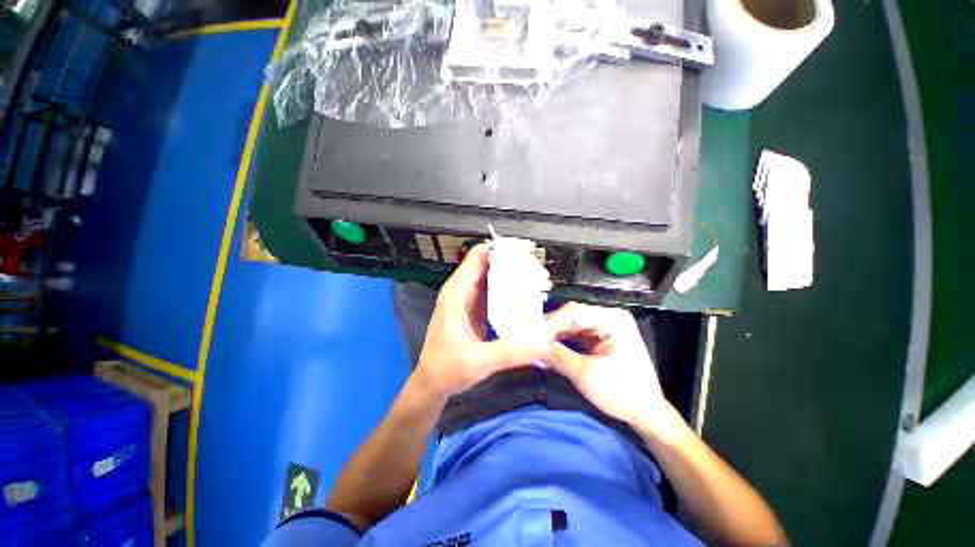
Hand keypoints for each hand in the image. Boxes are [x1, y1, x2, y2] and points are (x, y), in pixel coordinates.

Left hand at [415, 243, 553, 397]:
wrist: (432, 383)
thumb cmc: (447, 369)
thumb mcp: (480, 361)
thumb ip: (512, 352)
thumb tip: (546, 342)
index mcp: (457, 292)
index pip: (479, 256)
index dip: (503, 250)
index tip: (528, 255)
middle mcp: (462, 289)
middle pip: (490, 263)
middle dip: (515, 263)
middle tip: (541, 275)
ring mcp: (469, 299)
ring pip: (494, 275)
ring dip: (515, 276)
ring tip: (540, 283)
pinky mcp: (476, 309)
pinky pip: (495, 291)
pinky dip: (510, 289)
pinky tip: (528, 297)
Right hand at [545, 302, 676, 436]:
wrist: (646, 413)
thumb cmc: (622, 393)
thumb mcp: (586, 374)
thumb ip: (558, 356)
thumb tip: (534, 346)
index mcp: (613, 320)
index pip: (574, 311)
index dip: (552, 322)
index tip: (534, 338)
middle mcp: (609, 317)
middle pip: (572, 316)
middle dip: (552, 329)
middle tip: (533, 342)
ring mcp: (605, 327)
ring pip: (572, 324)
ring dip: (555, 335)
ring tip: (538, 346)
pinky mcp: (600, 338)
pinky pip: (576, 333)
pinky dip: (563, 341)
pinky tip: (550, 348)